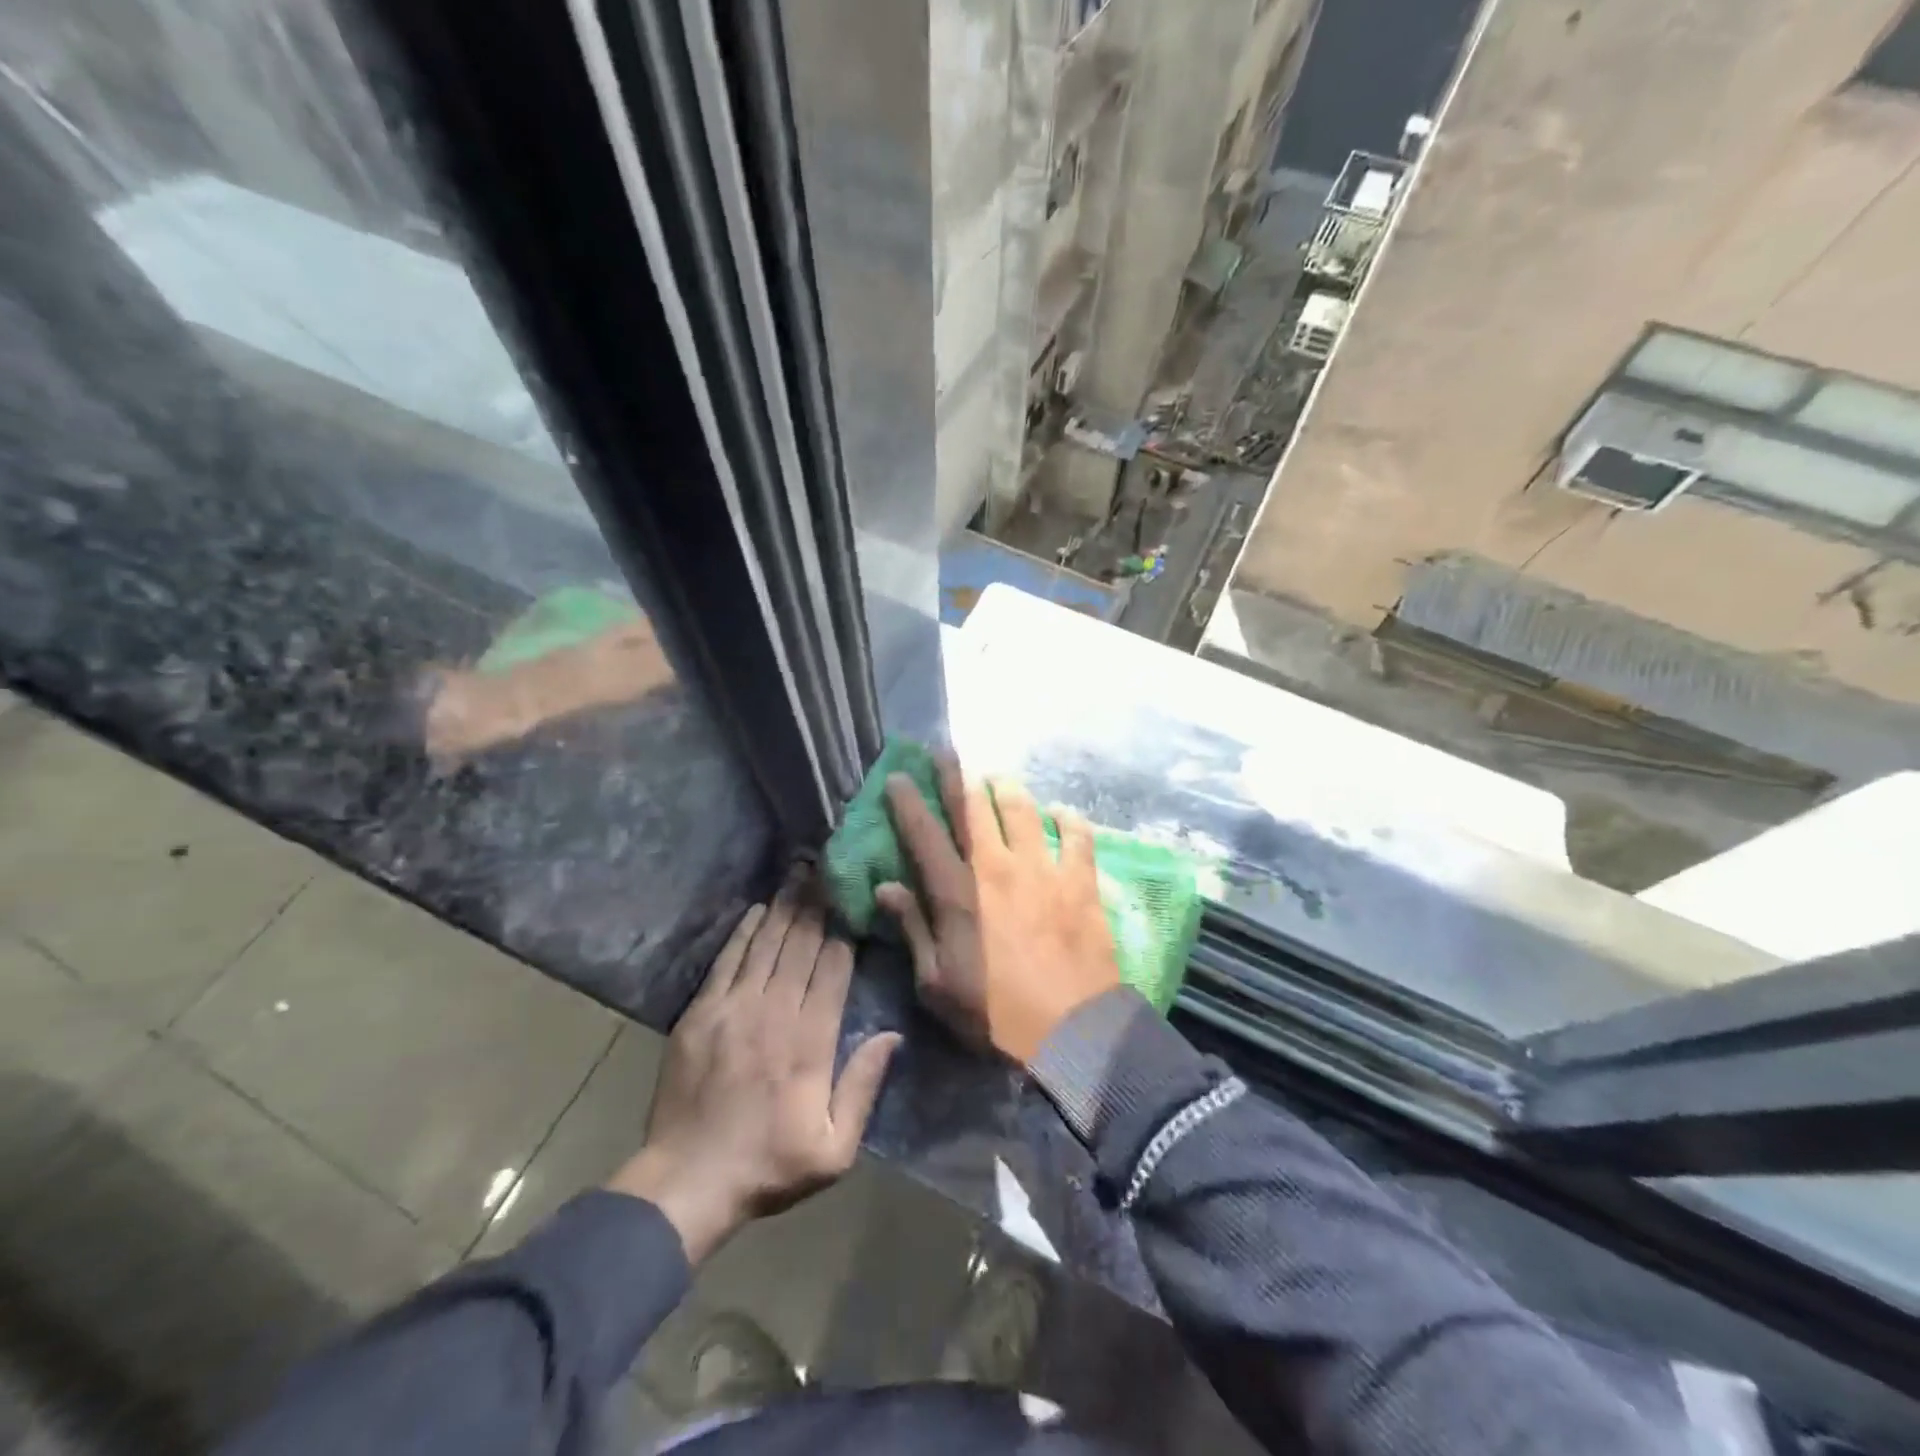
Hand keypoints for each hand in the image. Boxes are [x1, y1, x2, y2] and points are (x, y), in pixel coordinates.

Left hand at [608, 878, 900, 1262]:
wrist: (687, 1182)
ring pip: (767, 945)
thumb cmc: (769, 1166)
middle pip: (801, 946)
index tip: (853, 901)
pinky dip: (744, 932)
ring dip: (785, 907)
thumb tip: (892, 1034)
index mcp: (810, 1042)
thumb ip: (864, 1087)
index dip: (844, 933)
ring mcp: (733, 1008)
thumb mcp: (835, 1149)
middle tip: (828, 870)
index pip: (833, 970)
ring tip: (800, 874)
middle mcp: (774, 1013)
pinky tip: (758, 909)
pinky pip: (727, 960)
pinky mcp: (701, 1013)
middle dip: (818, 905)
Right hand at [877, 755, 1118, 1064]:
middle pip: (972, 807)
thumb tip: (886, 887)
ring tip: (997, 778)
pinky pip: (1076, 834)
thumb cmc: (996, 1014)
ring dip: (1006, 788)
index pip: (924, 834)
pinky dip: (1067, 818)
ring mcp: (1042, 869)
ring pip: (1022, 809)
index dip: (907, 801)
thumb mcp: (938, 984)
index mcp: (957, 893)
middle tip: (945, 751)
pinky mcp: (1080, 880)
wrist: (1073, 1032)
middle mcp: (997, 867)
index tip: (896, 776)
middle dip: (955, 775)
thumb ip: (914, 929)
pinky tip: (1060, 812)